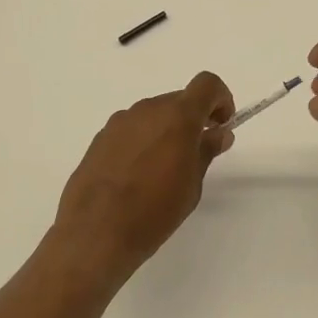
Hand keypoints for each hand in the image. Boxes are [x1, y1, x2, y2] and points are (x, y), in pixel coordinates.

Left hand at [53, 71, 235, 283]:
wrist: (95, 233)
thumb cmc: (154, 211)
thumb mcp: (191, 184)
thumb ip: (206, 151)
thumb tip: (219, 132)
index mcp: (177, 116)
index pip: (207, 84)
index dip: (221, 98)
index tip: (221, 125)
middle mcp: (147, 109)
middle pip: (179, 100)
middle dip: (193, 119)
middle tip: (196, 153)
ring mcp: (120, 122)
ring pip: (153, 114)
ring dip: (166, 130)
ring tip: (164, 169)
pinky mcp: (100, 138)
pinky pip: (131, 129)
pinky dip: (143, 141)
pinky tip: (137, 175)